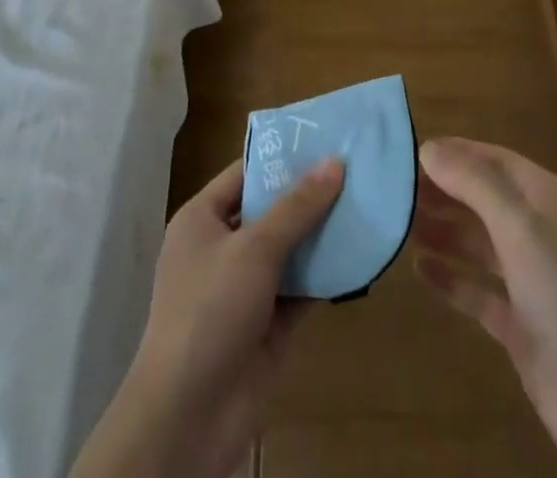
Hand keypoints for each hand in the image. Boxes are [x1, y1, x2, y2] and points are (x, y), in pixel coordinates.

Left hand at [70, 157, 343, 477]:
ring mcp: (245, 289)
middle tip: (356, 168)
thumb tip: (335, 162)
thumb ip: (297, 206)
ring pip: (290, 249)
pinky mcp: (268, 325)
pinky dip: (326, 274)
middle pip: (271, 210)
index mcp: (202, 219)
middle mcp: (222, 248)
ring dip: (323, 233)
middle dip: (310, 194)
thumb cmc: (210, 310)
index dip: (282, 157)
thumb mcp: (254, 248)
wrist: (189, 417)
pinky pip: (301, 288)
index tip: (325, 139)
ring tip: (366, 202)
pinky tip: (361, 253)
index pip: (246, 173)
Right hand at [412, 138, 556, 477]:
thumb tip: (428, 148)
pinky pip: (478, 288)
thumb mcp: (518, 226)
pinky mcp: (520, 321)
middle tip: (395, 190)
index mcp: (546, 198)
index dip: (455, 153)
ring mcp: (530, 278)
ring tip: (399, 225)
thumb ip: (473, 183)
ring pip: (478, 242)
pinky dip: (451, 277)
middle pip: (483, 199)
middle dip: (443, 192)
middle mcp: (539, 231)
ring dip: (443, 231)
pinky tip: (419, 269)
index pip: (494, 160)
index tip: (409, 152)